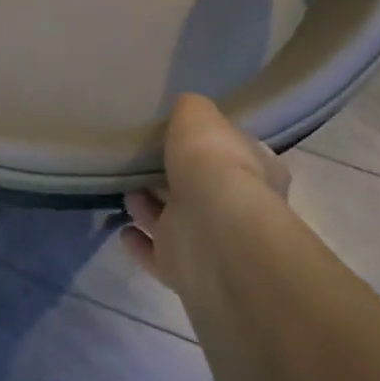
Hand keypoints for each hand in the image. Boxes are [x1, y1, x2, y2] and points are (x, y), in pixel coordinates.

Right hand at [120, 94, 289, 291]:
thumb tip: (185, 109)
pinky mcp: (182, 271)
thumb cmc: (214, 167)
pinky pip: (156, 254)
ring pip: (177, 221)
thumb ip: (191, 111)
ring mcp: (211, 243)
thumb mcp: (199, 118)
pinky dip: (140, 243)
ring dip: (153, 208)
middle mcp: (239, 208)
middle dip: (180, 178)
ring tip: (126, 188)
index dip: (215, 144)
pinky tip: (123, 230)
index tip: (187, 135)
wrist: (213, 236)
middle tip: (147, 161)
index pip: (238, 152)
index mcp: (257, 170)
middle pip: (205, 189)